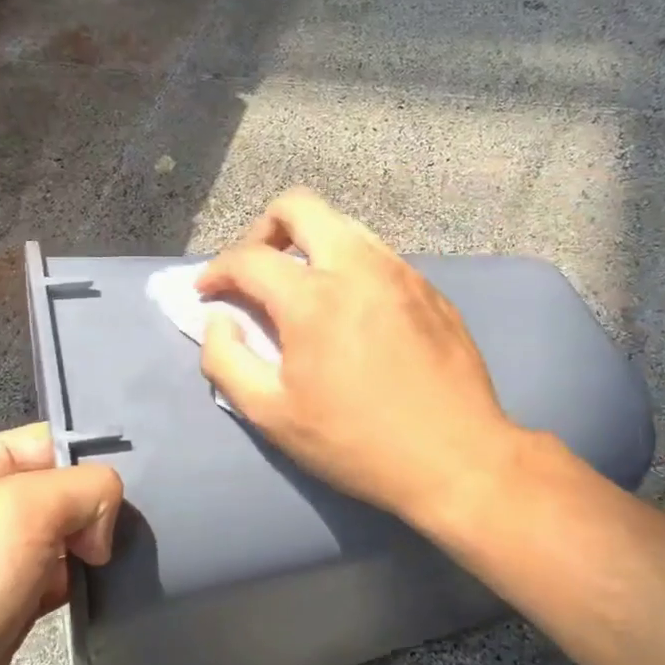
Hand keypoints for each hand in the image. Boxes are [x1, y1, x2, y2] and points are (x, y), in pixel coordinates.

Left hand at [0, 424, 119, 664]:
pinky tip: (98, 594)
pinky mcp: (7, 599)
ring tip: (116, 567)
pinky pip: (60, 573)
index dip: (93, 465)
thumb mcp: (24, 510)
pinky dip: (81, 581)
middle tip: (120, 541)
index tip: (125, 503)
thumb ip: (85, 487)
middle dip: (98, 510)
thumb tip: (103, 525)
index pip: (56, 440)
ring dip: (93, 548)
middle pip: (66, 485)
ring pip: (68, 531)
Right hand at [196, 188, 521, 531]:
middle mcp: (358, 267)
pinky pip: (378, 254)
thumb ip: (226, 362)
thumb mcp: (272, 416)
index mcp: (313, 297)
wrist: (457, 459)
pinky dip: (348, 265)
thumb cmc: (356, 443)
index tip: (207, 291)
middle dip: (263, 229)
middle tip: (255, 269)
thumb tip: (219, 322)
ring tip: (301, 286)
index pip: (249, 257)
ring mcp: (401, 272)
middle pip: (299, 206)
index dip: (216, 269)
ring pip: (344, 224)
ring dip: (310, 243)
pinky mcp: (430, 288)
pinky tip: (351, 309)